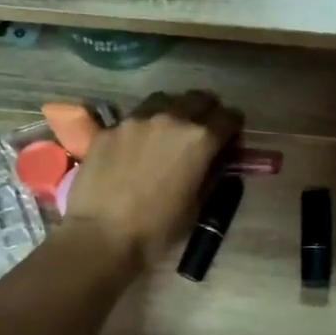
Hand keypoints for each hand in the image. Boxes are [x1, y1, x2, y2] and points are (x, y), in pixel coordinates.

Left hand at [62, 90, 242, 273]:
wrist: (101, 236)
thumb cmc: (158, 229)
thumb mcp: (199, 204)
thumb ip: (212, 173)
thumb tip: (216, 159)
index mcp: (200, 139)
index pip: (230, 117)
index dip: (234, 129)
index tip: (230, 142)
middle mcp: (171, 118)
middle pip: (200, 98)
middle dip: (207, 112)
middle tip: (203, 133)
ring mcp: (136, 119)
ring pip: (165, 100)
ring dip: (175, 111)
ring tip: (170, 132)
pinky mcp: (109, 128)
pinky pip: (135, 117)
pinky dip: (144, 127)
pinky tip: (137, 148)